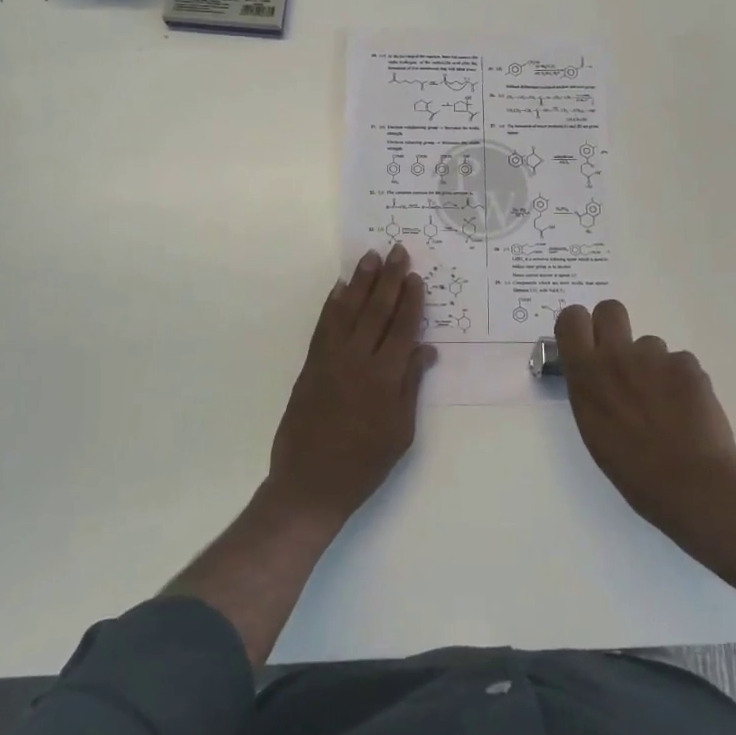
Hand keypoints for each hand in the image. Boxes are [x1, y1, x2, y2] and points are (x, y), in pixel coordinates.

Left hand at [268, 244, 436, 526]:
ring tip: (370, 257)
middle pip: (376, 311)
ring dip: (360, 282)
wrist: (310, 484)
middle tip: (397, 250)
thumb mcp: (401, 431)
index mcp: (385, 378)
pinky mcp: (310, 365)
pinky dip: (331, 305)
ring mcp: (330, 360)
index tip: (415, 276)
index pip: (402, 328)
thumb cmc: (364, 463)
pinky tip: (339, 288)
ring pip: (348, 311)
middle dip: (388, 279)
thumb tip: (426, 349)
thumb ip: (411, 386)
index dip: (410, 300)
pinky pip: (323, 327)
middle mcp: (358, 361)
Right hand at [555, 300, 735, 539]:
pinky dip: (681, 381)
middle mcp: (616, 355)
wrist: (691, 483)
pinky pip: (679, 362)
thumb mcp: (593, 429)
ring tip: (665, 404)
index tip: (586, 341)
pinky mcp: (687, 364)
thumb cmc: (632, 469)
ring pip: (650, 344)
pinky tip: (688, 410)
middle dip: (614, 326)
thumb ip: (591, 391)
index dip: (579, 325)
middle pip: (610, 309)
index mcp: (585, 374)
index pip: (571, 318)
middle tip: (623, 358)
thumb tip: (597, 377)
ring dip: (653, 365)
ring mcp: (655, 357)